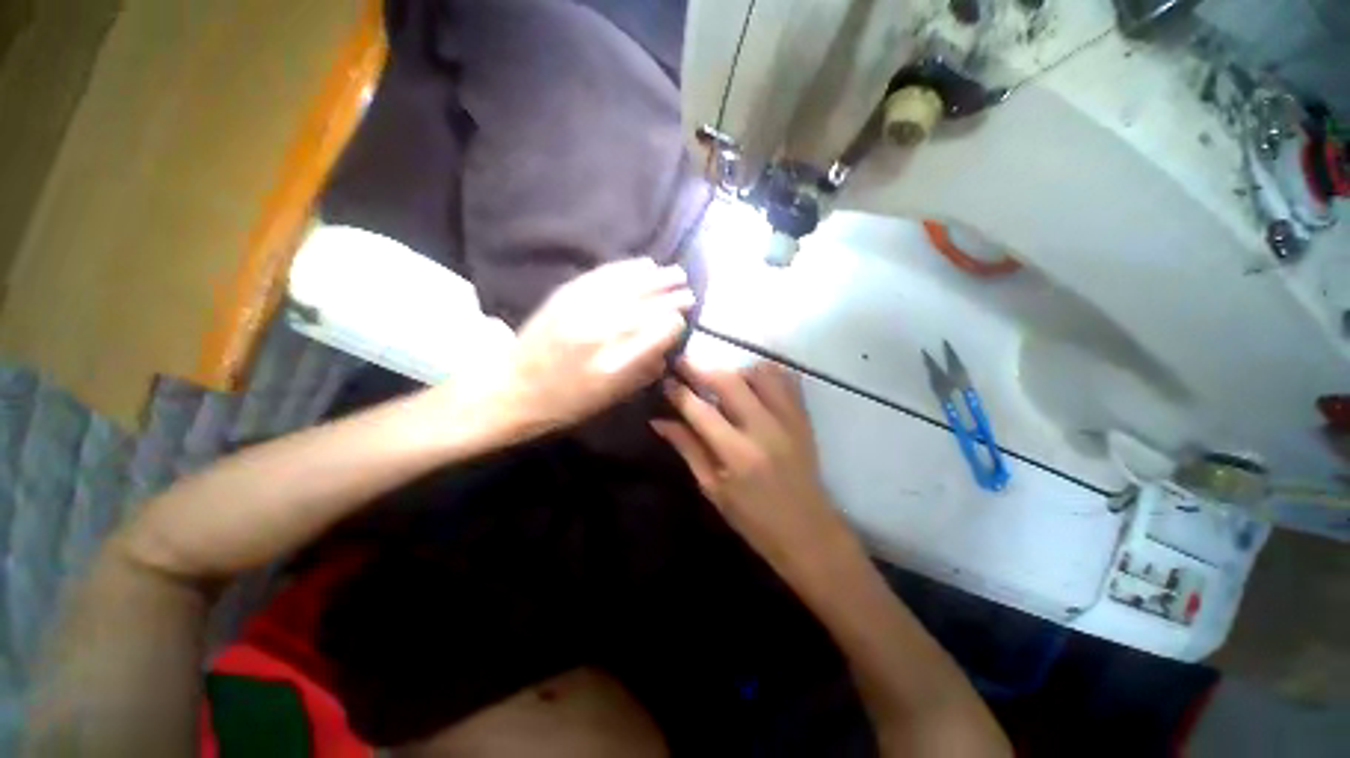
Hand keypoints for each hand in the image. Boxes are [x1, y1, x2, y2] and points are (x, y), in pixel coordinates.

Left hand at [501, 258, 693, 434]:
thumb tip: (665, 351)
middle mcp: (601, 333)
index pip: (658, 333)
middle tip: (688, 291)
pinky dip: (625, 269)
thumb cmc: (566, 403)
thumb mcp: (611, 399)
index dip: (674, 324)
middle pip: (646, 307)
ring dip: (655, 278)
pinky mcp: (565, 297)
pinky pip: (602, 276)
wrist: (512, 388)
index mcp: (615, 365)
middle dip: (672, 298)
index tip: (682, 321)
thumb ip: (643, 373)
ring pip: (627, 286)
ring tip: (674, 272)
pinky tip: (643, 264)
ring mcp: (581, 311)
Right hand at [652, 361, 850, 575]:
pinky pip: (786, 379)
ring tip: (721, 379)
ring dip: (735, 369)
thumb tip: (659, 421)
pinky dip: (765, 373)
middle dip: (700, 367)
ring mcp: (789, 419)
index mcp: (737, 455)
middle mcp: (764, 429)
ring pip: (760, 372)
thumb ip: (687, 448)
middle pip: (729, 381)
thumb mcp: (713, 488)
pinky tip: (751, 383)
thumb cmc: (753, 519)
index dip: (679, 392)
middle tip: (683, 363)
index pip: (700, 411)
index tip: (665, 380)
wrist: (808, 531)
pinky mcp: (803, 417)